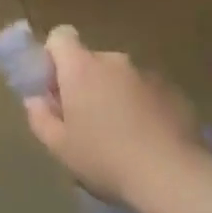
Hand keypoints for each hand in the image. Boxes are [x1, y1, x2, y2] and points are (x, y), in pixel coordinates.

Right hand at [23, 26, 196, 206]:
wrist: (172, 176)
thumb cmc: (105, 158)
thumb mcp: (59, 147)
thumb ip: (40, 117)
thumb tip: (36, 100)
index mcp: (81, 68)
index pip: (61, 36)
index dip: (54, 56)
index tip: (56, 86)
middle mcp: (114, 61)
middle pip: (91, 60)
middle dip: (85, 82)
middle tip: (85, 120)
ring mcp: (148, 74)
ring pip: (121, 77)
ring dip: (115, 95)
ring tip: (120, 135)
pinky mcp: (175, 92)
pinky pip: (147, 92)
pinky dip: (142, 106)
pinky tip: (147, 139)